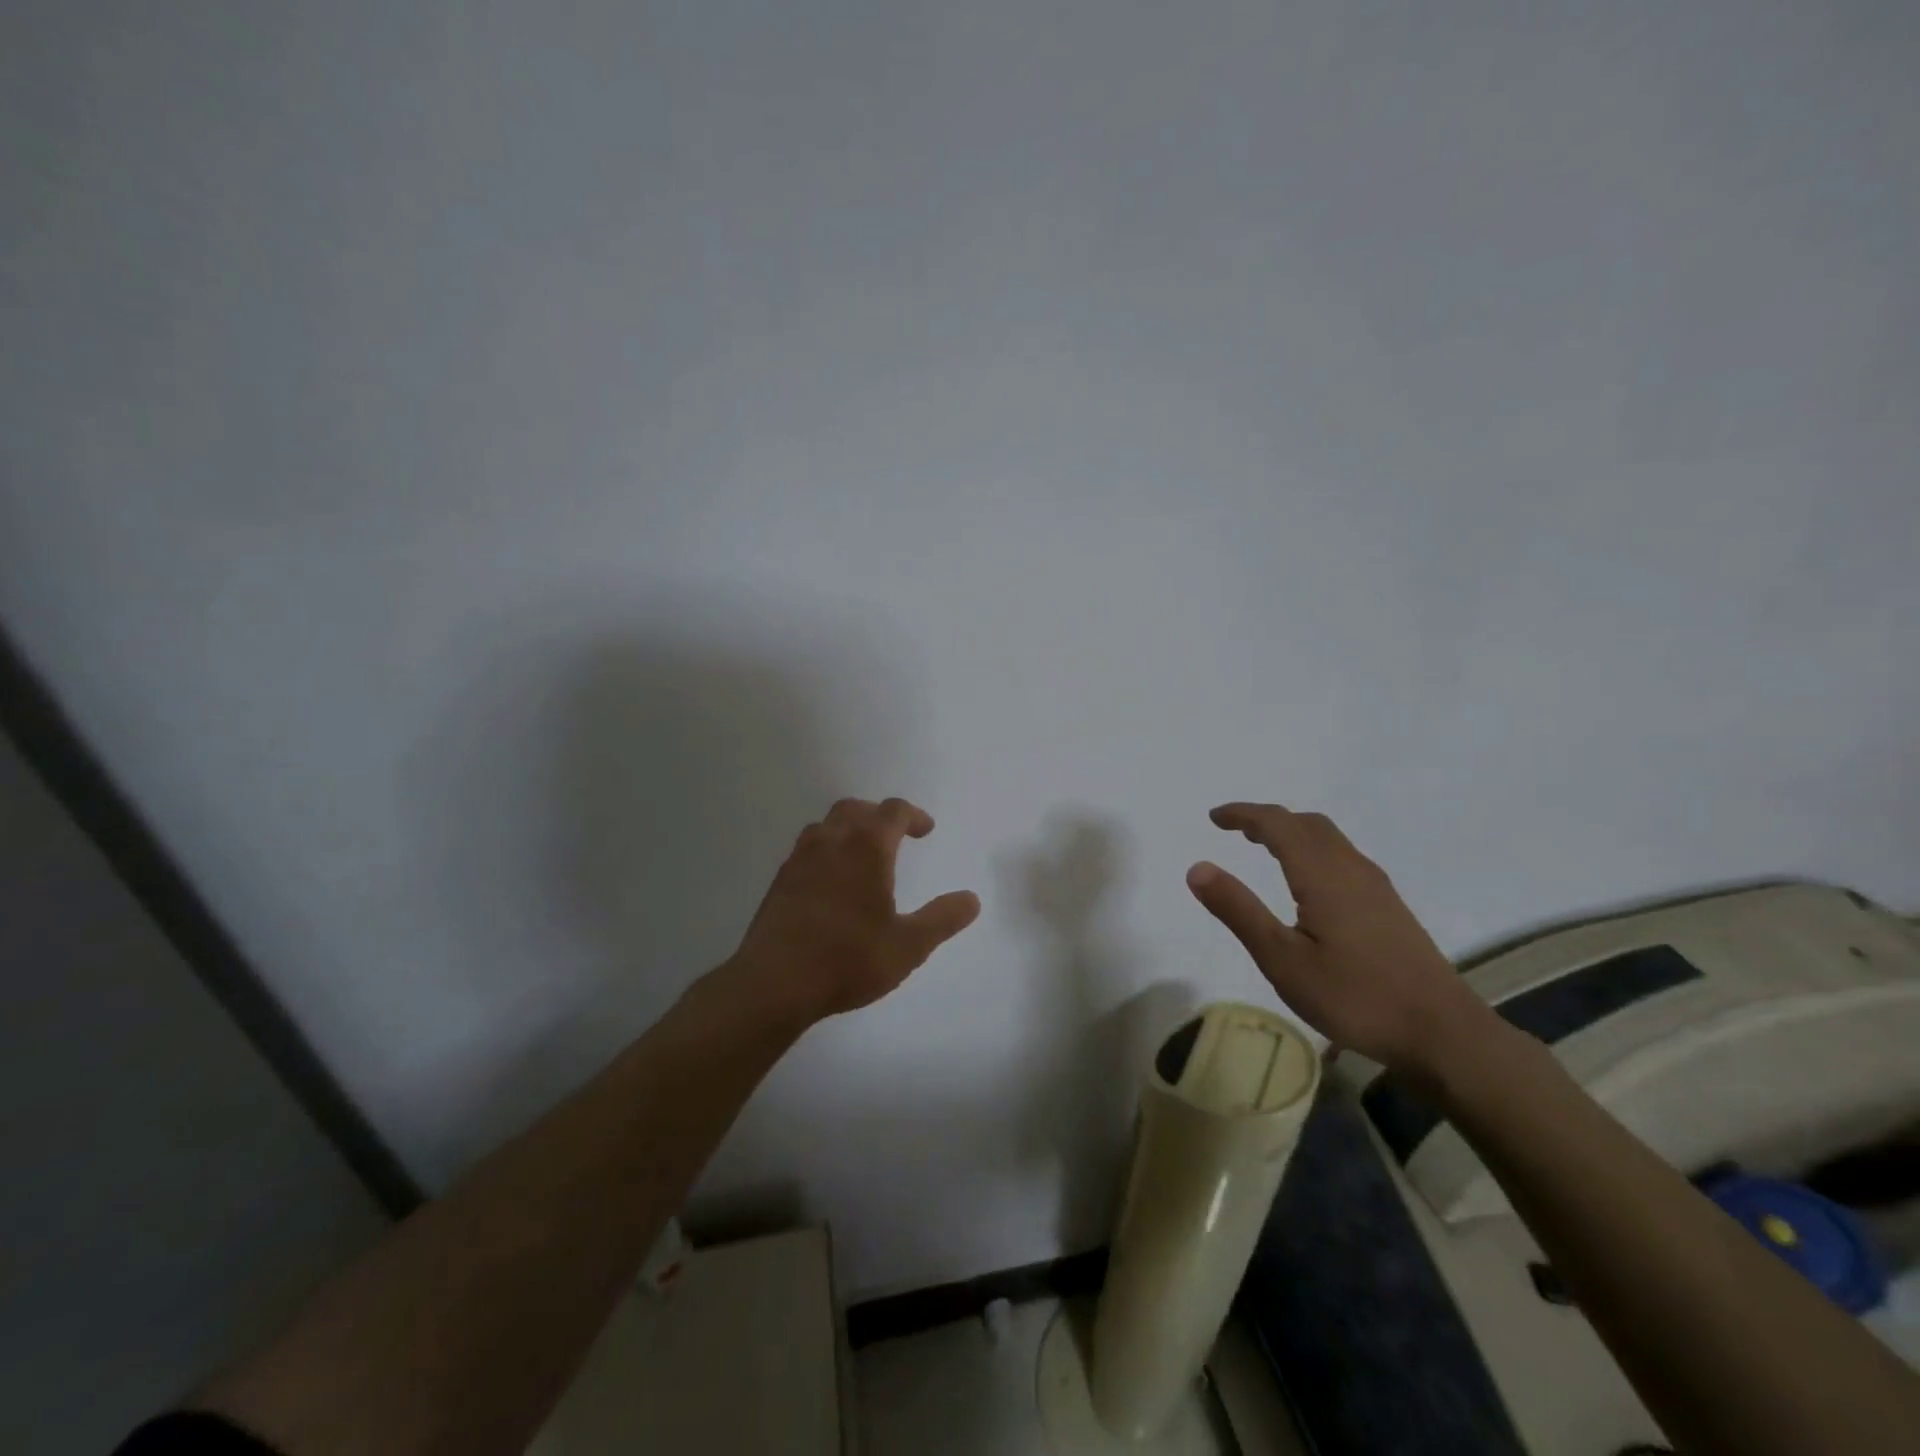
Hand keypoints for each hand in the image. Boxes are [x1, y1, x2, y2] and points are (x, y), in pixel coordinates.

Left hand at [726, 797, 980, 1024]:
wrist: (774, 982)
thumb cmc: (848, 959)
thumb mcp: (908, 946)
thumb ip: (942, 919)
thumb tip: (971, 899)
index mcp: (867, 848)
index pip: (893, 811)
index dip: (913, 816)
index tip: (926, 830)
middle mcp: (832, 842)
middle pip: (856, 808)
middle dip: (879, 815)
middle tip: (895, 835)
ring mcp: (800, 858)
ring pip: (827, 825)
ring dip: (849, 828)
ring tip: (862, 854)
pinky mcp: (780, 880)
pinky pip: (807, 847)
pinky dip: (827, 849)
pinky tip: (831, 881)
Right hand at [1186, 803, 1491, 1076]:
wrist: (1442, 1033)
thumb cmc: (1355, 997)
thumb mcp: (1282, 959)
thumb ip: (1239, 910)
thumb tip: (1197, 868)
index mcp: (1323, 875)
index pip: (1278, 825)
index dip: (1244, 814)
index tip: (1214, 817)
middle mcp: (1352, 869)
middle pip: (1307, 824)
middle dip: (1268, 819)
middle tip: (1235, 830)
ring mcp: (1376, 888)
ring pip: (1329, 839)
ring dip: (1292, 833)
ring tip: (1263, 848)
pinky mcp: (1389, 907)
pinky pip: (1343, 857)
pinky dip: (1312, 850)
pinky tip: (1307, 882)